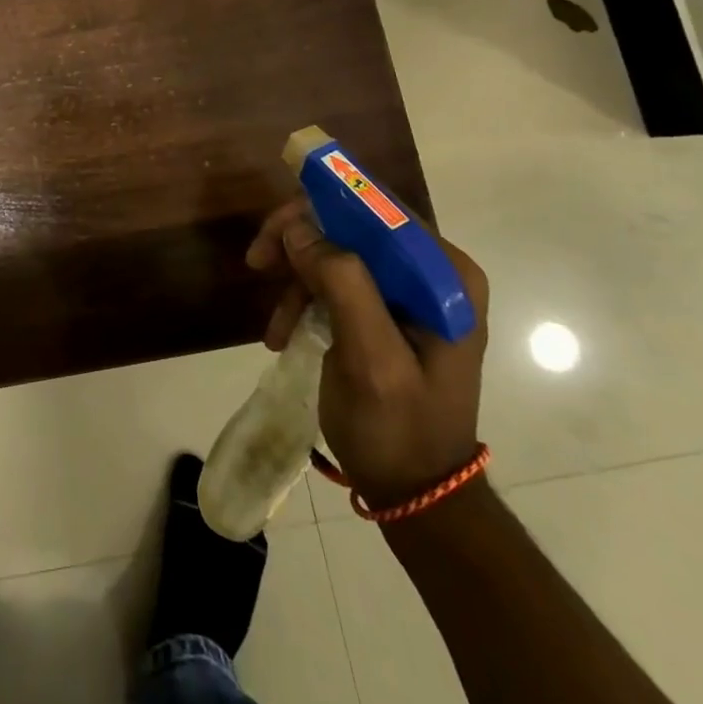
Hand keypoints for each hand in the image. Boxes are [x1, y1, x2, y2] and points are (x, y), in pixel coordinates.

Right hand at [246, 200, 489, 508]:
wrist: (416, 495)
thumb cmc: (399, 428)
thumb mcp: (370, 358)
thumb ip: (341, 283)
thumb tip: (298, 226)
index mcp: (446, 276)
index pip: (378, 210)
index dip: (321, 208)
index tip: (274, 232)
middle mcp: (433, 274)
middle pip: (353, 226)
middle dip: (301, 243)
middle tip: (257, 262)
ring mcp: (411, 293)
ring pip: (338, 251)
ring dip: (297, 277)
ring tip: (272, 323)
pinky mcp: (388, 312)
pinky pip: (336, 282)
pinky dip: (305, 300)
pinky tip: (282, 332)